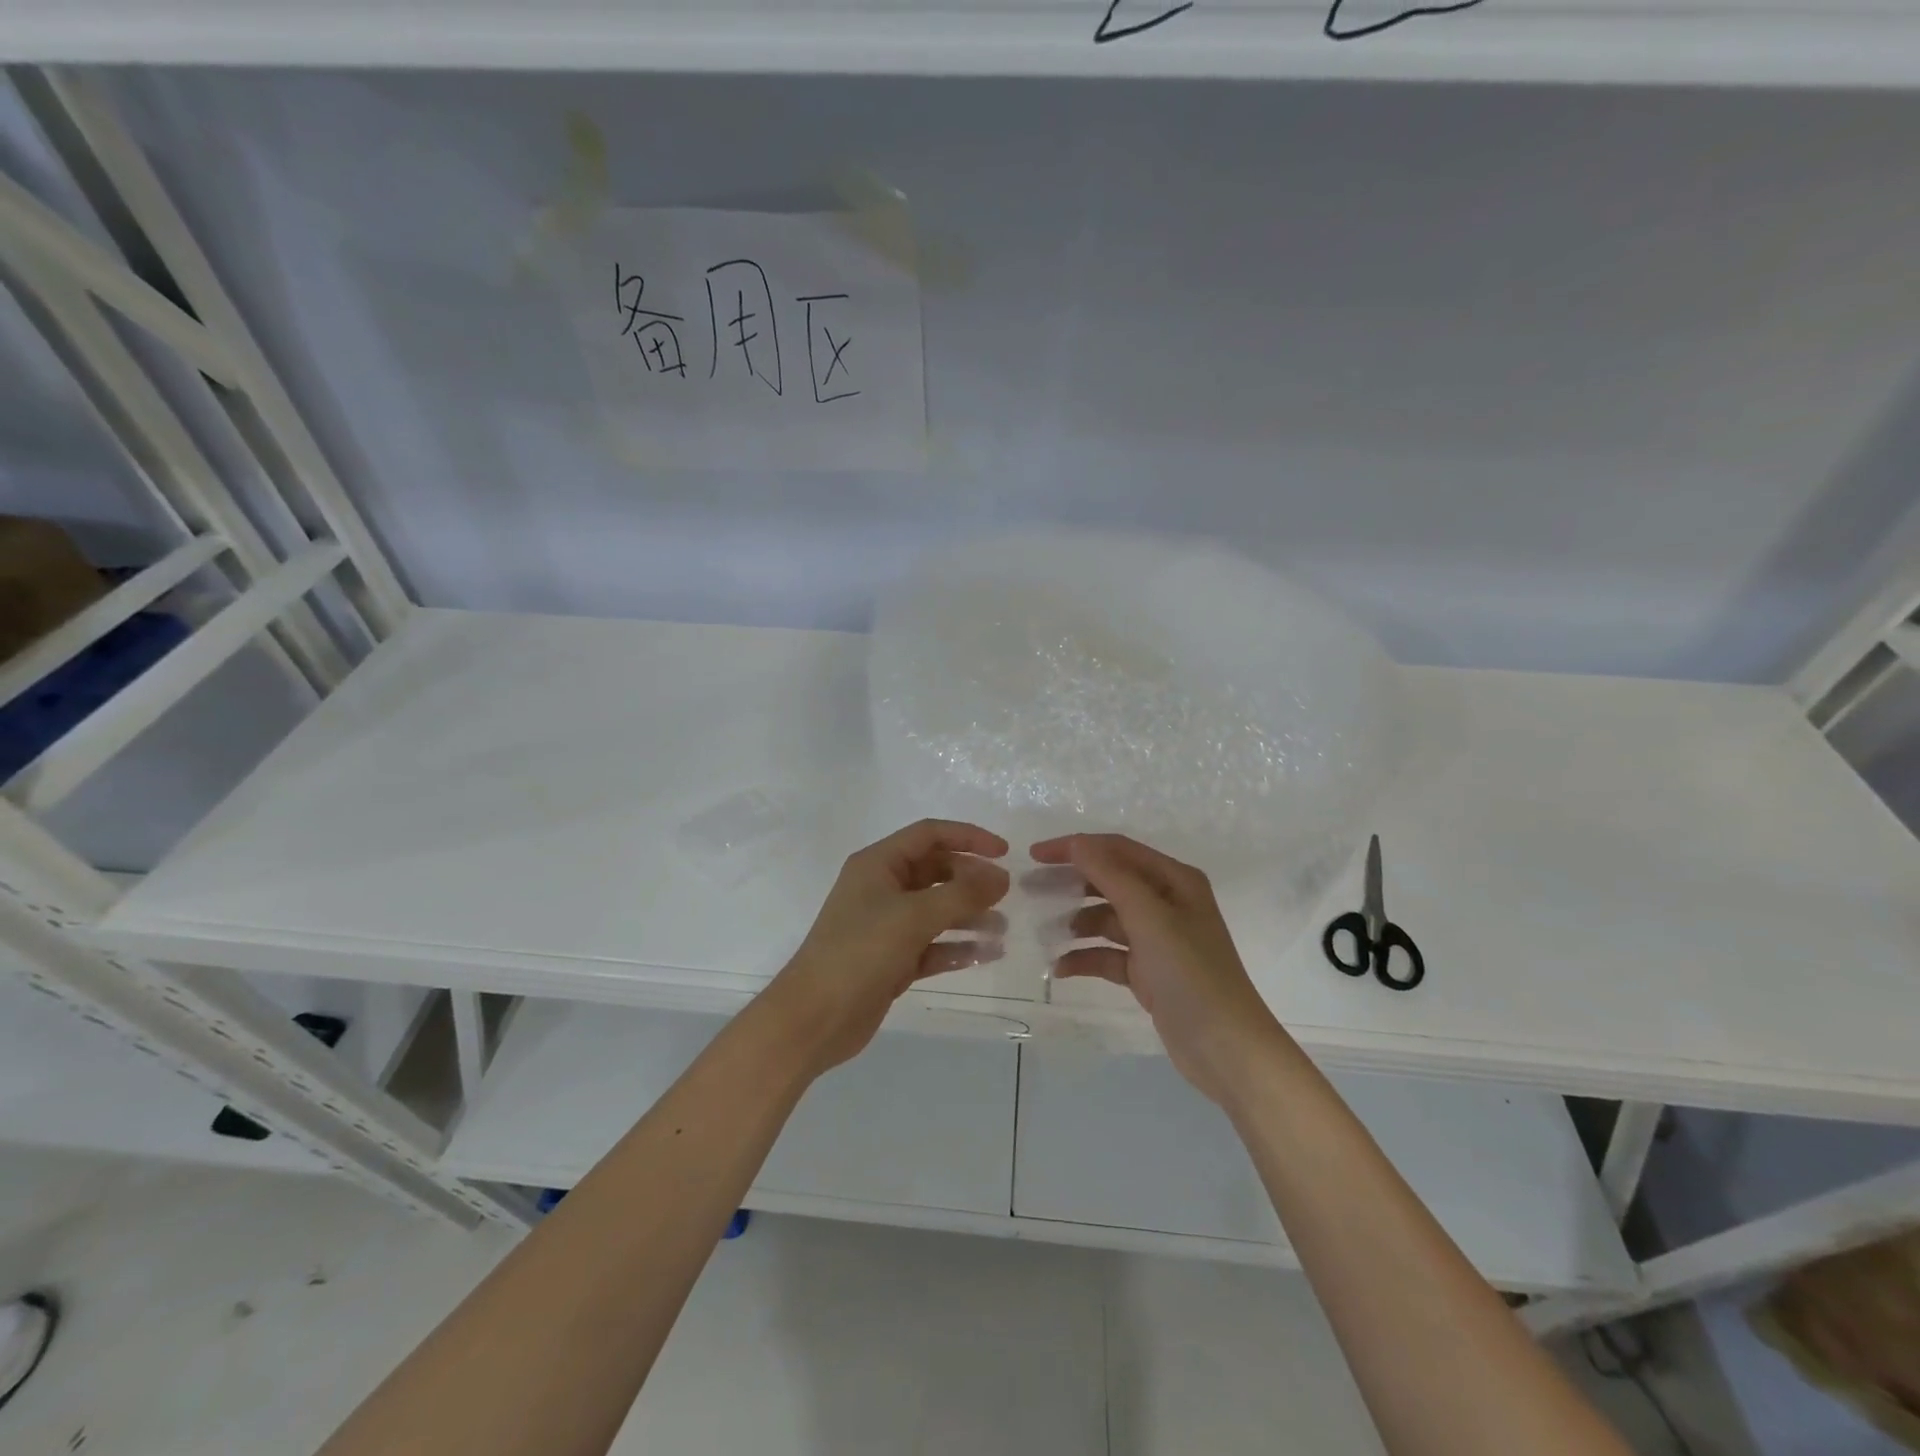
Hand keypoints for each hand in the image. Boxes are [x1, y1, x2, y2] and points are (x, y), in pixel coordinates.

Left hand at [769, 819, 1010, 1071]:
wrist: (814, 1018)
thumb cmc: (860, 952)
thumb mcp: (914, 916)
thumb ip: (962, 894)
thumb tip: (1002, 877)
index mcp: (878, 864)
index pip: (929, 835)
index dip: (969, 837)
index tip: (1004, 852)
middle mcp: (882, 888)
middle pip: (935, 871)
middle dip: (971, 880)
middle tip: (1006, 895)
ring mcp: (886, 925)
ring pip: (936, 910)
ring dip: (969, 915)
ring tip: (1002, 928)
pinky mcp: (892, 960)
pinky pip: (932, 945)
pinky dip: (957, 948)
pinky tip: (986, 954)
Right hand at [1032, 833, 1293, 1106]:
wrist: (1226, 1048)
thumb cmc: (1190, 972)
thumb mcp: (1149, 916)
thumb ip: (1110, 875)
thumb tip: (1077, 843)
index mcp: (1174, 880)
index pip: (1116, 849)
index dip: (1076, 847)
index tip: (1035, 856)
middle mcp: (1167, 902)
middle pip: (1110, 880)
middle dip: (1072, 883)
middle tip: (1032, 890)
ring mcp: (1158, 939)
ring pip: (1107, 918)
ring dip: (1077, 923)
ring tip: (1045, 933)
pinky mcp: (1149, 972)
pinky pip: (1109, 955)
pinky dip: (1086, 957)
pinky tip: (1060, 968)